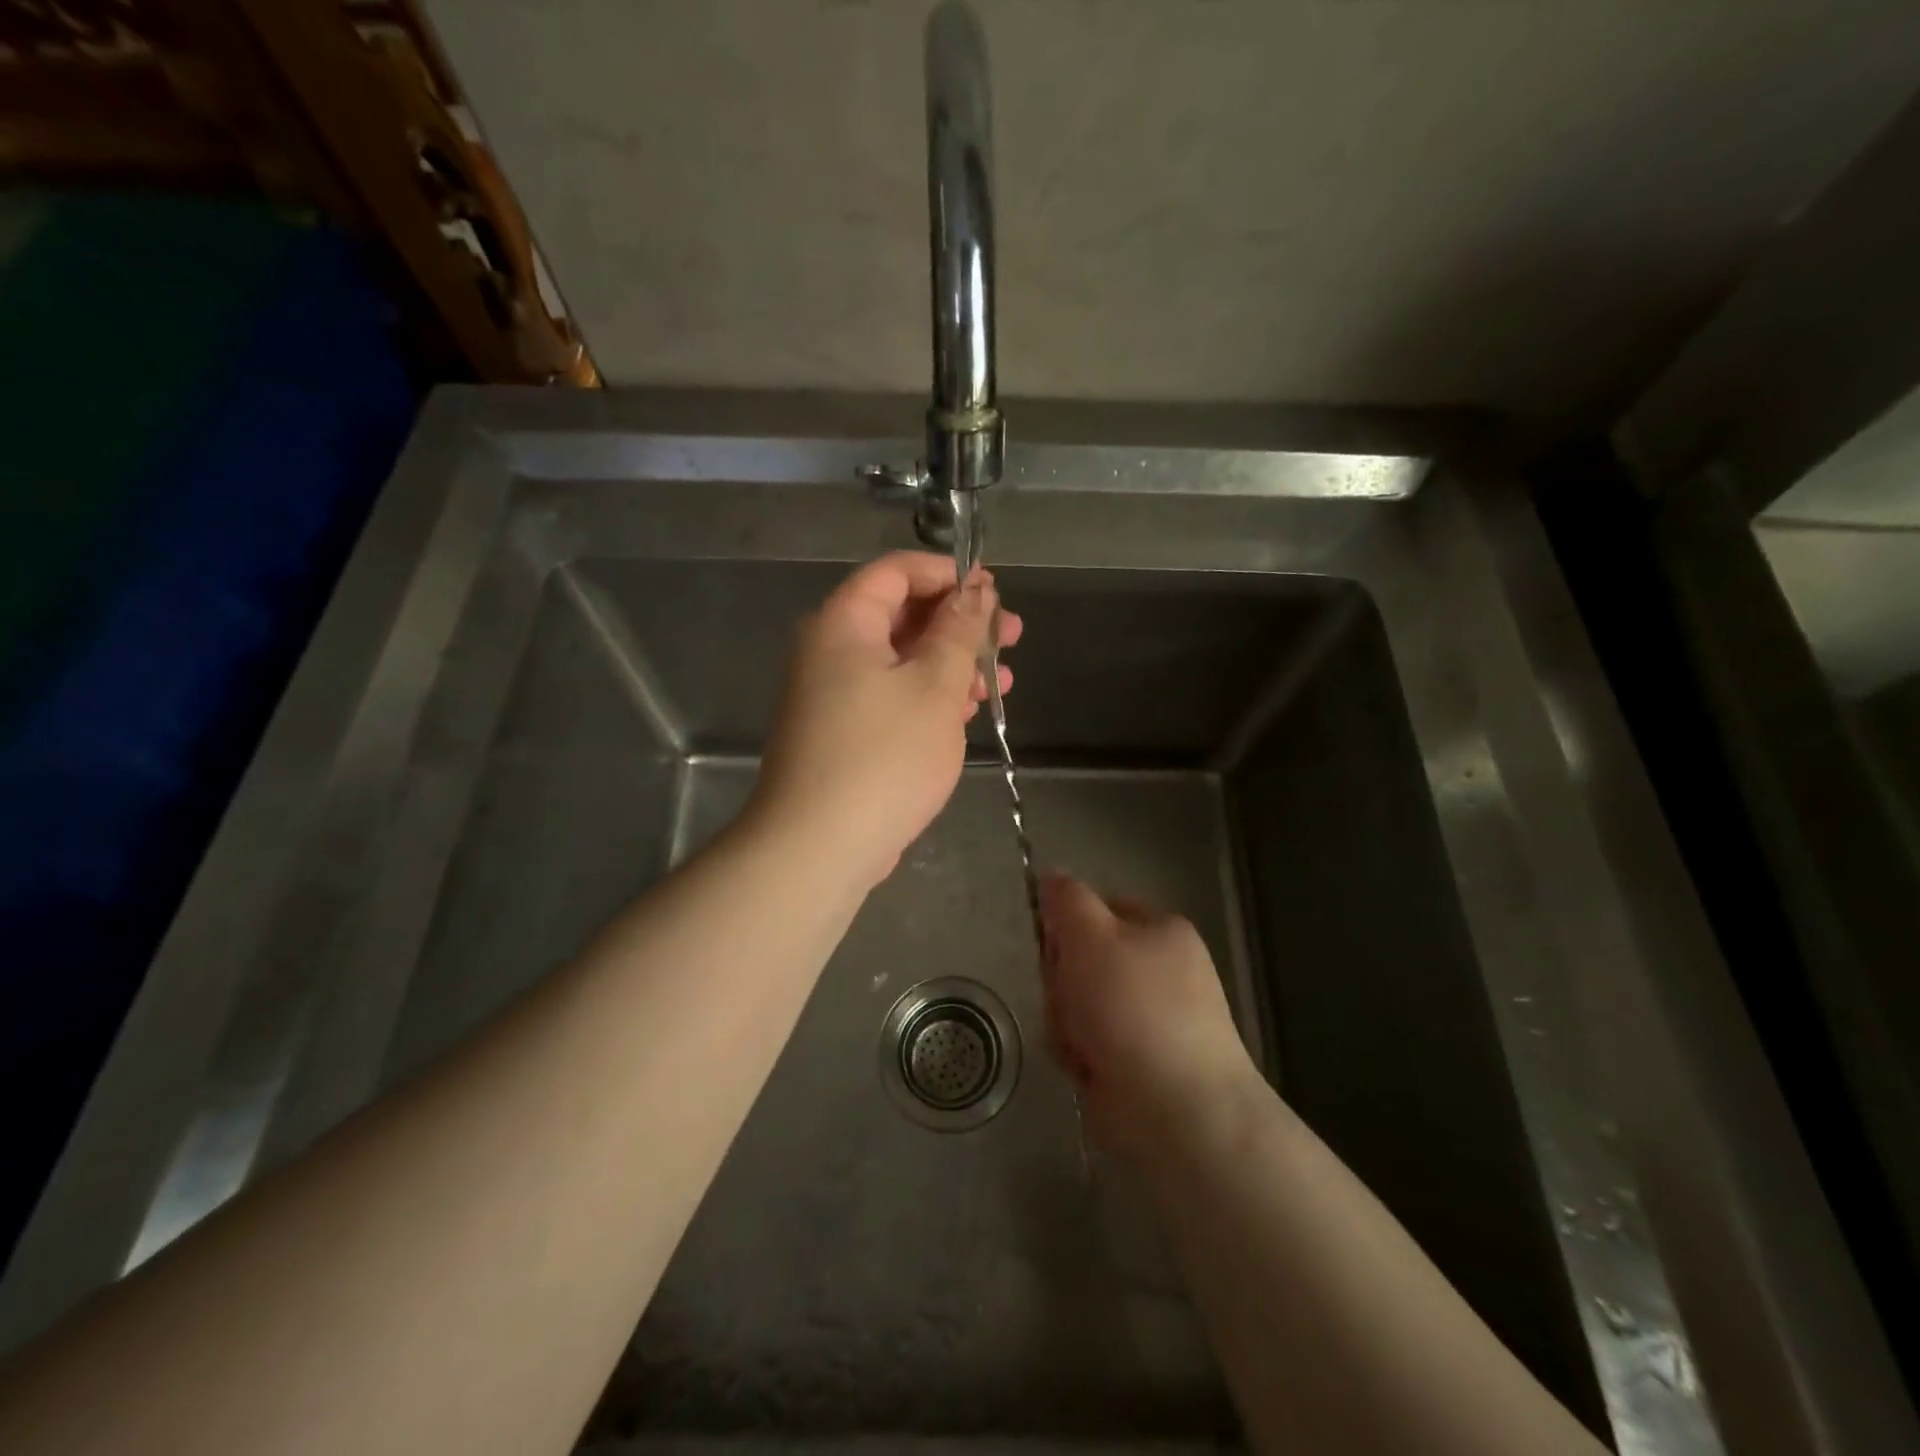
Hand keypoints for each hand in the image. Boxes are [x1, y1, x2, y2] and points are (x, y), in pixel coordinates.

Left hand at [750, 552, 1021, 888]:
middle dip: (960, 623)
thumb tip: (974, 592)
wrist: (819, 846)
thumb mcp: (935, 686)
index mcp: (844, 623)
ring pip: (902, 660)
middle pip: (902, 615)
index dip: (948, 574)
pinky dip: (931, 696)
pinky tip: (970, 711)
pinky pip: (892, 696)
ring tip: (1002, 681)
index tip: (994, 591)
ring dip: (953, 664)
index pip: (896, 572)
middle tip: (1012, 636)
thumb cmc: (884, 756)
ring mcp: (835, 694)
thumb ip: (958, 632)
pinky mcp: (845, 732)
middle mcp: (832, 650)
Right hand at [1039, 874, 1258, 1162]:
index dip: (1067, 926)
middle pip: (1083, 957)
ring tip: (1081, 1042)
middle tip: (1070, 999)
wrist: (1178, 1109)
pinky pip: (1089, 1041)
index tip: (1055, 946)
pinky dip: (1080, 1053)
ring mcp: (1150, 1018)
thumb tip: (1051, 877)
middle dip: (1064, 981)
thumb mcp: (1091, 936)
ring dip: (1067, 1020)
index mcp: (1161, 930)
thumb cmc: (1133, 1007)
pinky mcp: (1138, 1061)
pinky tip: (1087, 1068)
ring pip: (1080, 1002)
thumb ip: (1066, 900)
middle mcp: (1160, 970)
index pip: (1098, 908)